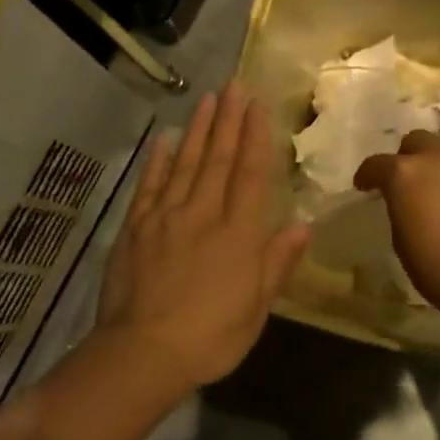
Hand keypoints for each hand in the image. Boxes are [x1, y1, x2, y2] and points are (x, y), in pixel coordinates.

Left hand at [95, 83, 310, 393]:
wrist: (143, 353)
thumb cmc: (211, 337)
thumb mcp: (257, 308)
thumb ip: (278, 262)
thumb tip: (304, 224)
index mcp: (238, 234)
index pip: (251, 174)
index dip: (256, 137)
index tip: (258, 105)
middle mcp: (203, 214)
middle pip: (219, 159)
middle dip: (228, 120)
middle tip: (234, 85)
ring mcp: (165, 217)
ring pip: (185, 163)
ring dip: (199, 129)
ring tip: (208, 99)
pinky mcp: (136, 227)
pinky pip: (149, 185)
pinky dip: (158, 160)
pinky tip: (165, 139)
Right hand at [354, 129, 439, 313]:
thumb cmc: (439, 268)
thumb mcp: (402, 242)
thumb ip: (401, 211)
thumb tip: (407, 204)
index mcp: (406, 173)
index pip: (377, 163)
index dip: (367, 175)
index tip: (364, 186)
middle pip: (417, 141)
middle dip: (407, 157)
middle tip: (405, 182)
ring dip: (438, 170)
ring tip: (438, 196)